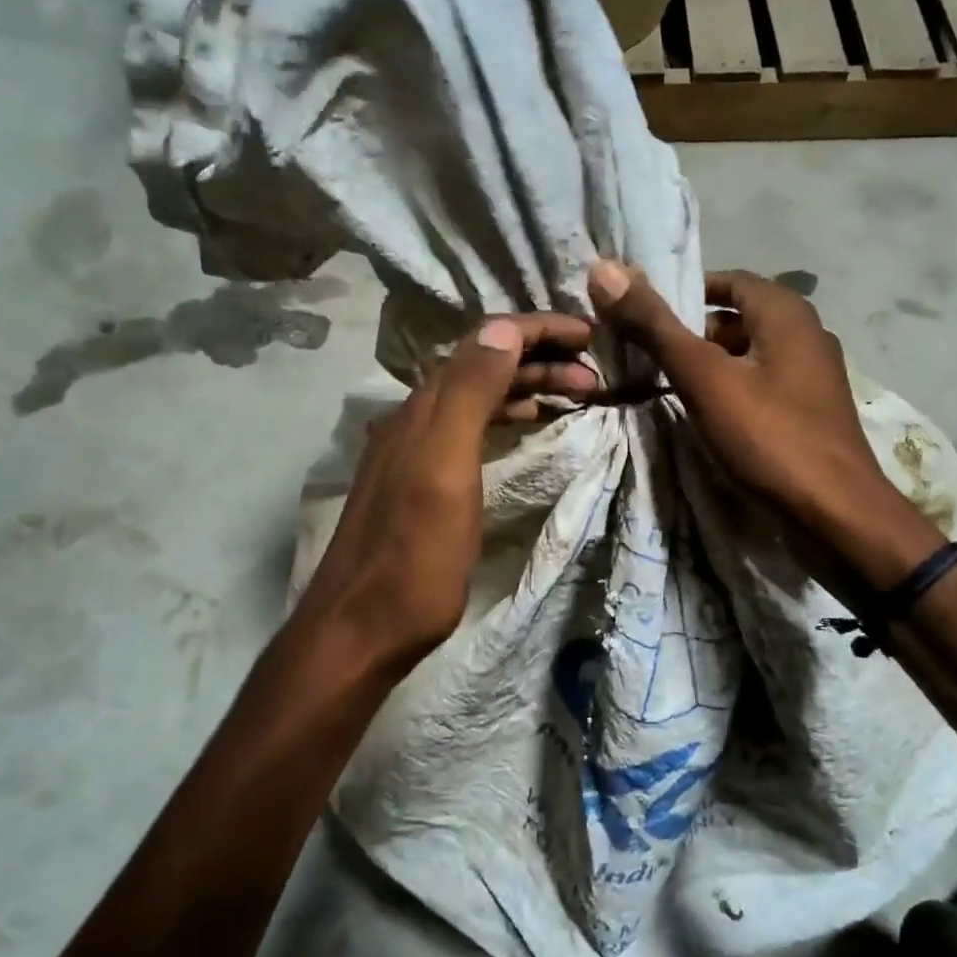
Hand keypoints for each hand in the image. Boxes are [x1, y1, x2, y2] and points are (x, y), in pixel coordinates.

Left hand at [289, 313, 594, 678]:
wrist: (361, 628)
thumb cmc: (412, 556)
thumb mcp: (444, 470)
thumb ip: (469, 394)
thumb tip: (502, 328)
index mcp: (423, 409)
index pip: (484, 342)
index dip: (537, 330)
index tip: (589, 333)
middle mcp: (415, 418)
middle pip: (483, 366)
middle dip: (540, 358)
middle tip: (595, 372)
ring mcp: (415, 450)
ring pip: (479, 396)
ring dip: (527, 385)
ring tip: (577, 393)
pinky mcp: (421, 481)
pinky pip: (472, 426)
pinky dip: (507, 414)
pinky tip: (527, 425)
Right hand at [588, 261, 939, 588]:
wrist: (837, 516)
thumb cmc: (770, 438)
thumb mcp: (704, 379)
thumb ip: (655, 326)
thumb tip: (604, 269)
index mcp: (786, 313)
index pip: (727, 281)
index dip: (684, 294)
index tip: (644, 318)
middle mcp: (806, 335)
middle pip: (737, 319)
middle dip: (692, 333)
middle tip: (648, 356)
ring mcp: (813, 377)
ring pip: (749, 356)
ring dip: (710, 365)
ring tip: (668, 388)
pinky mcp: (811, 413)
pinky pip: (762, 386)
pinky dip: (732, 391)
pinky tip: (708, 418)